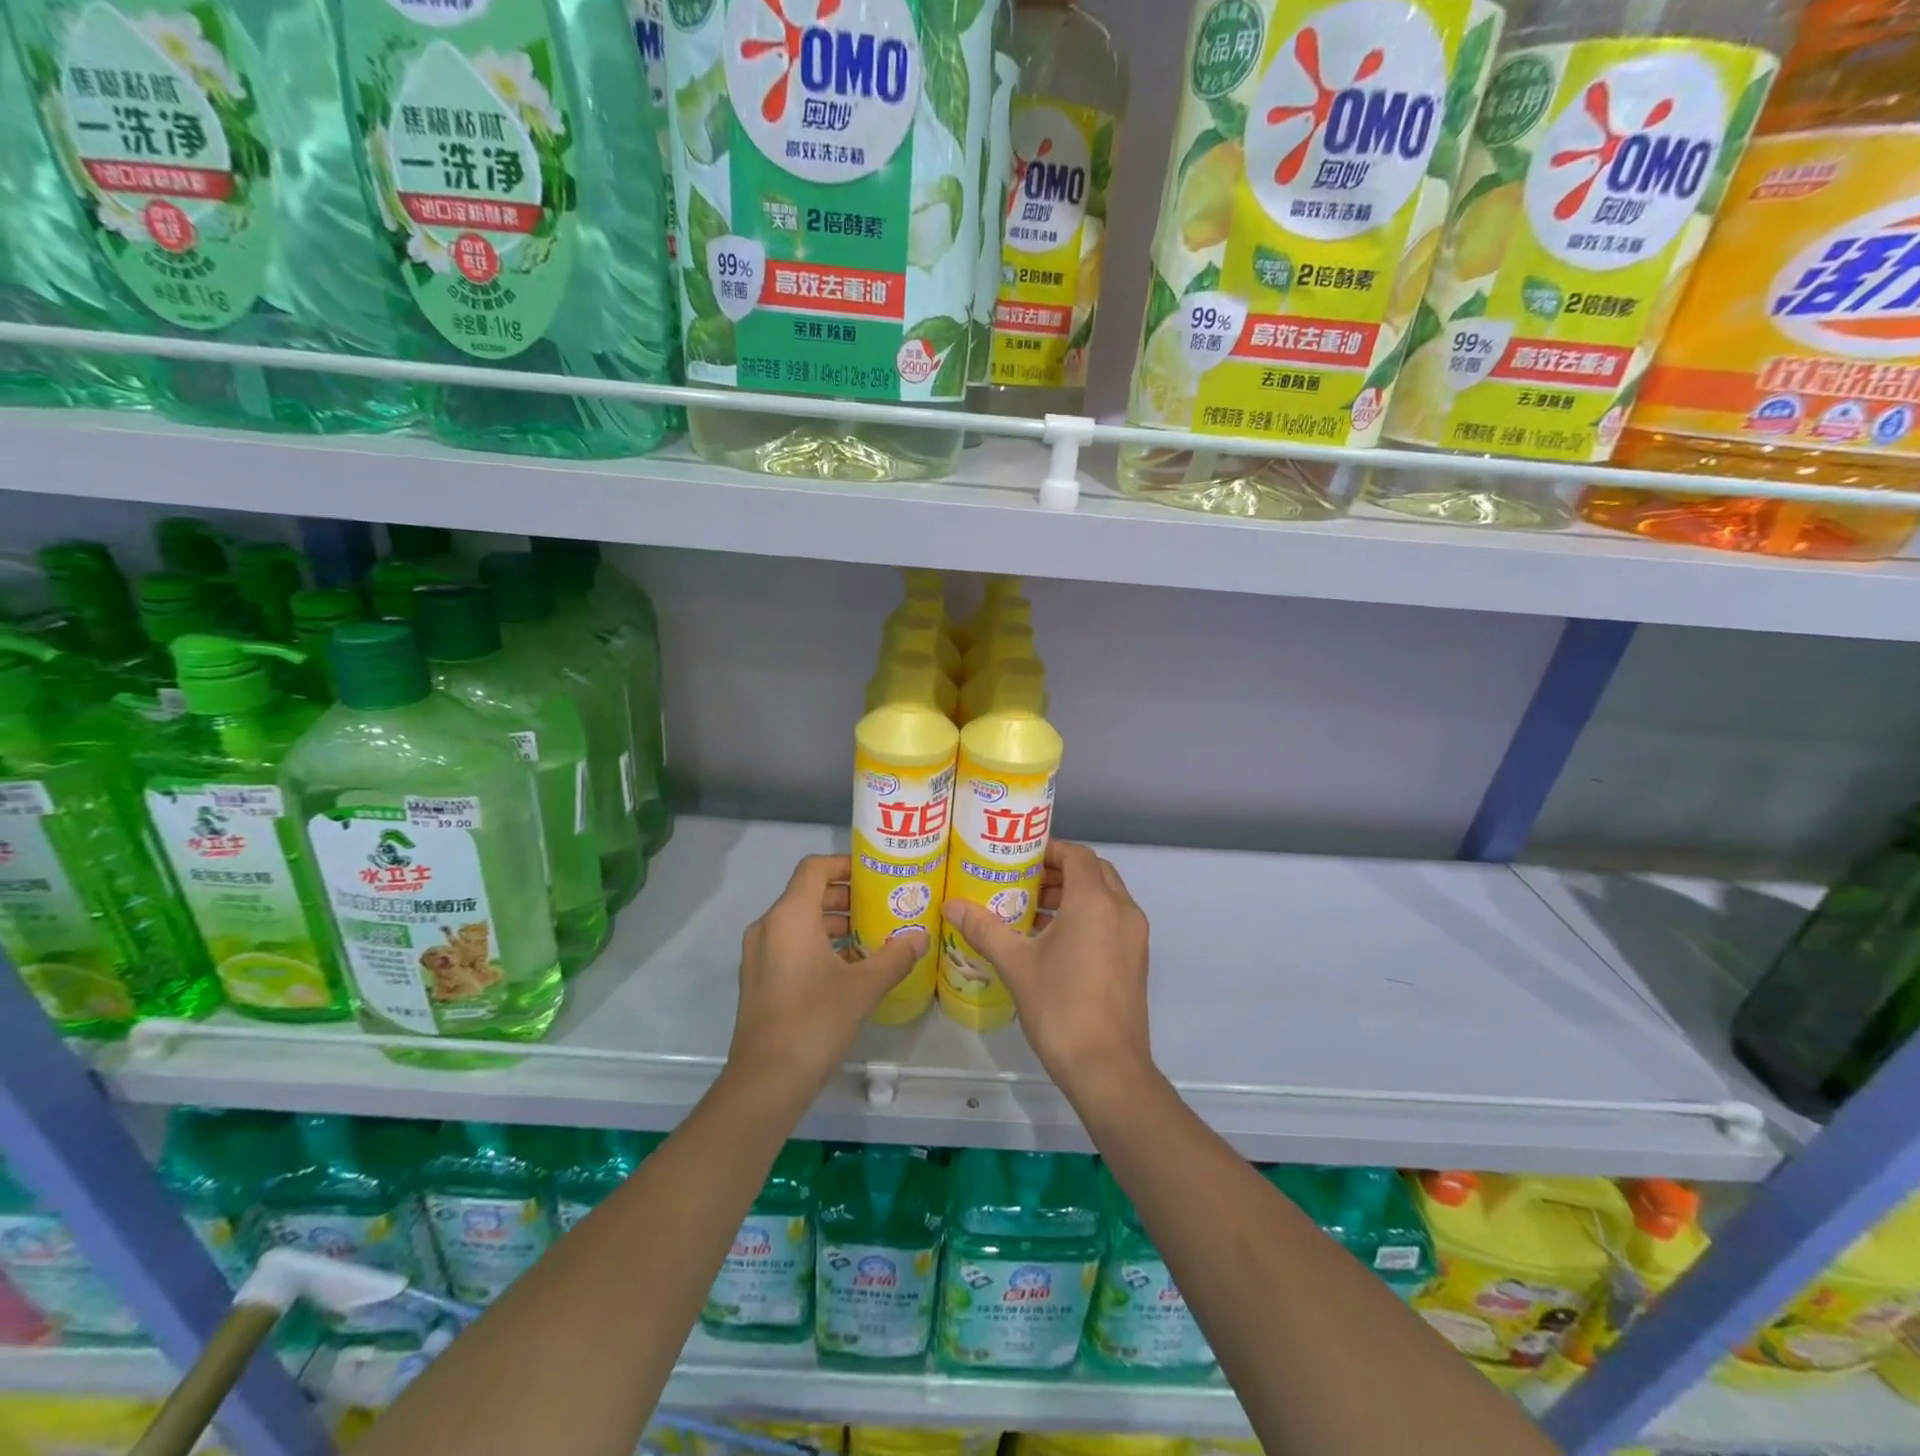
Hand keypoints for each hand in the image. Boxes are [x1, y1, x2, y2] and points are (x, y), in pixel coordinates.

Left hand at [727, 854, 924, 1101]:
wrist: (766, 1081)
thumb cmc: (815, 1021)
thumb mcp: (864, 987)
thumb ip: (895, 956)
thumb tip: (921, 938)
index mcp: (790, 916)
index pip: (815, 868)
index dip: (844, 864)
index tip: (874, 875)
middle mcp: (768, 927)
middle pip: (808, 894)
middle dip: (845, 897)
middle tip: (881, 906)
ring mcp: (759, 954)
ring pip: (799, 922)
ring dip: (833, 923)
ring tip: (871, 937)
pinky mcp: (758, 979)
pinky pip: (789, 945)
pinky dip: (817, 945)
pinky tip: (849, 968)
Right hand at [941, 841, 1153, 1102]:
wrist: (1107, 1068)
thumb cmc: (1060, 1007)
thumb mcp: (1016, 964)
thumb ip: (984, 928)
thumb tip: (951, 906)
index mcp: (1096, 902)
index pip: (1078, 855)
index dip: (1050, 850)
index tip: (1020, 858)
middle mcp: (1122, 911)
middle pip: (1094, 872)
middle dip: (1060, 871)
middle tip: (1024, 882)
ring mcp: (1135, 937)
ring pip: (1106, 898)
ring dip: (1074, 895)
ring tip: (1033, 911)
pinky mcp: (1136, 961)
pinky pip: (1112, 921)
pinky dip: (1088, 917)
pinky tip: (1054, 942)